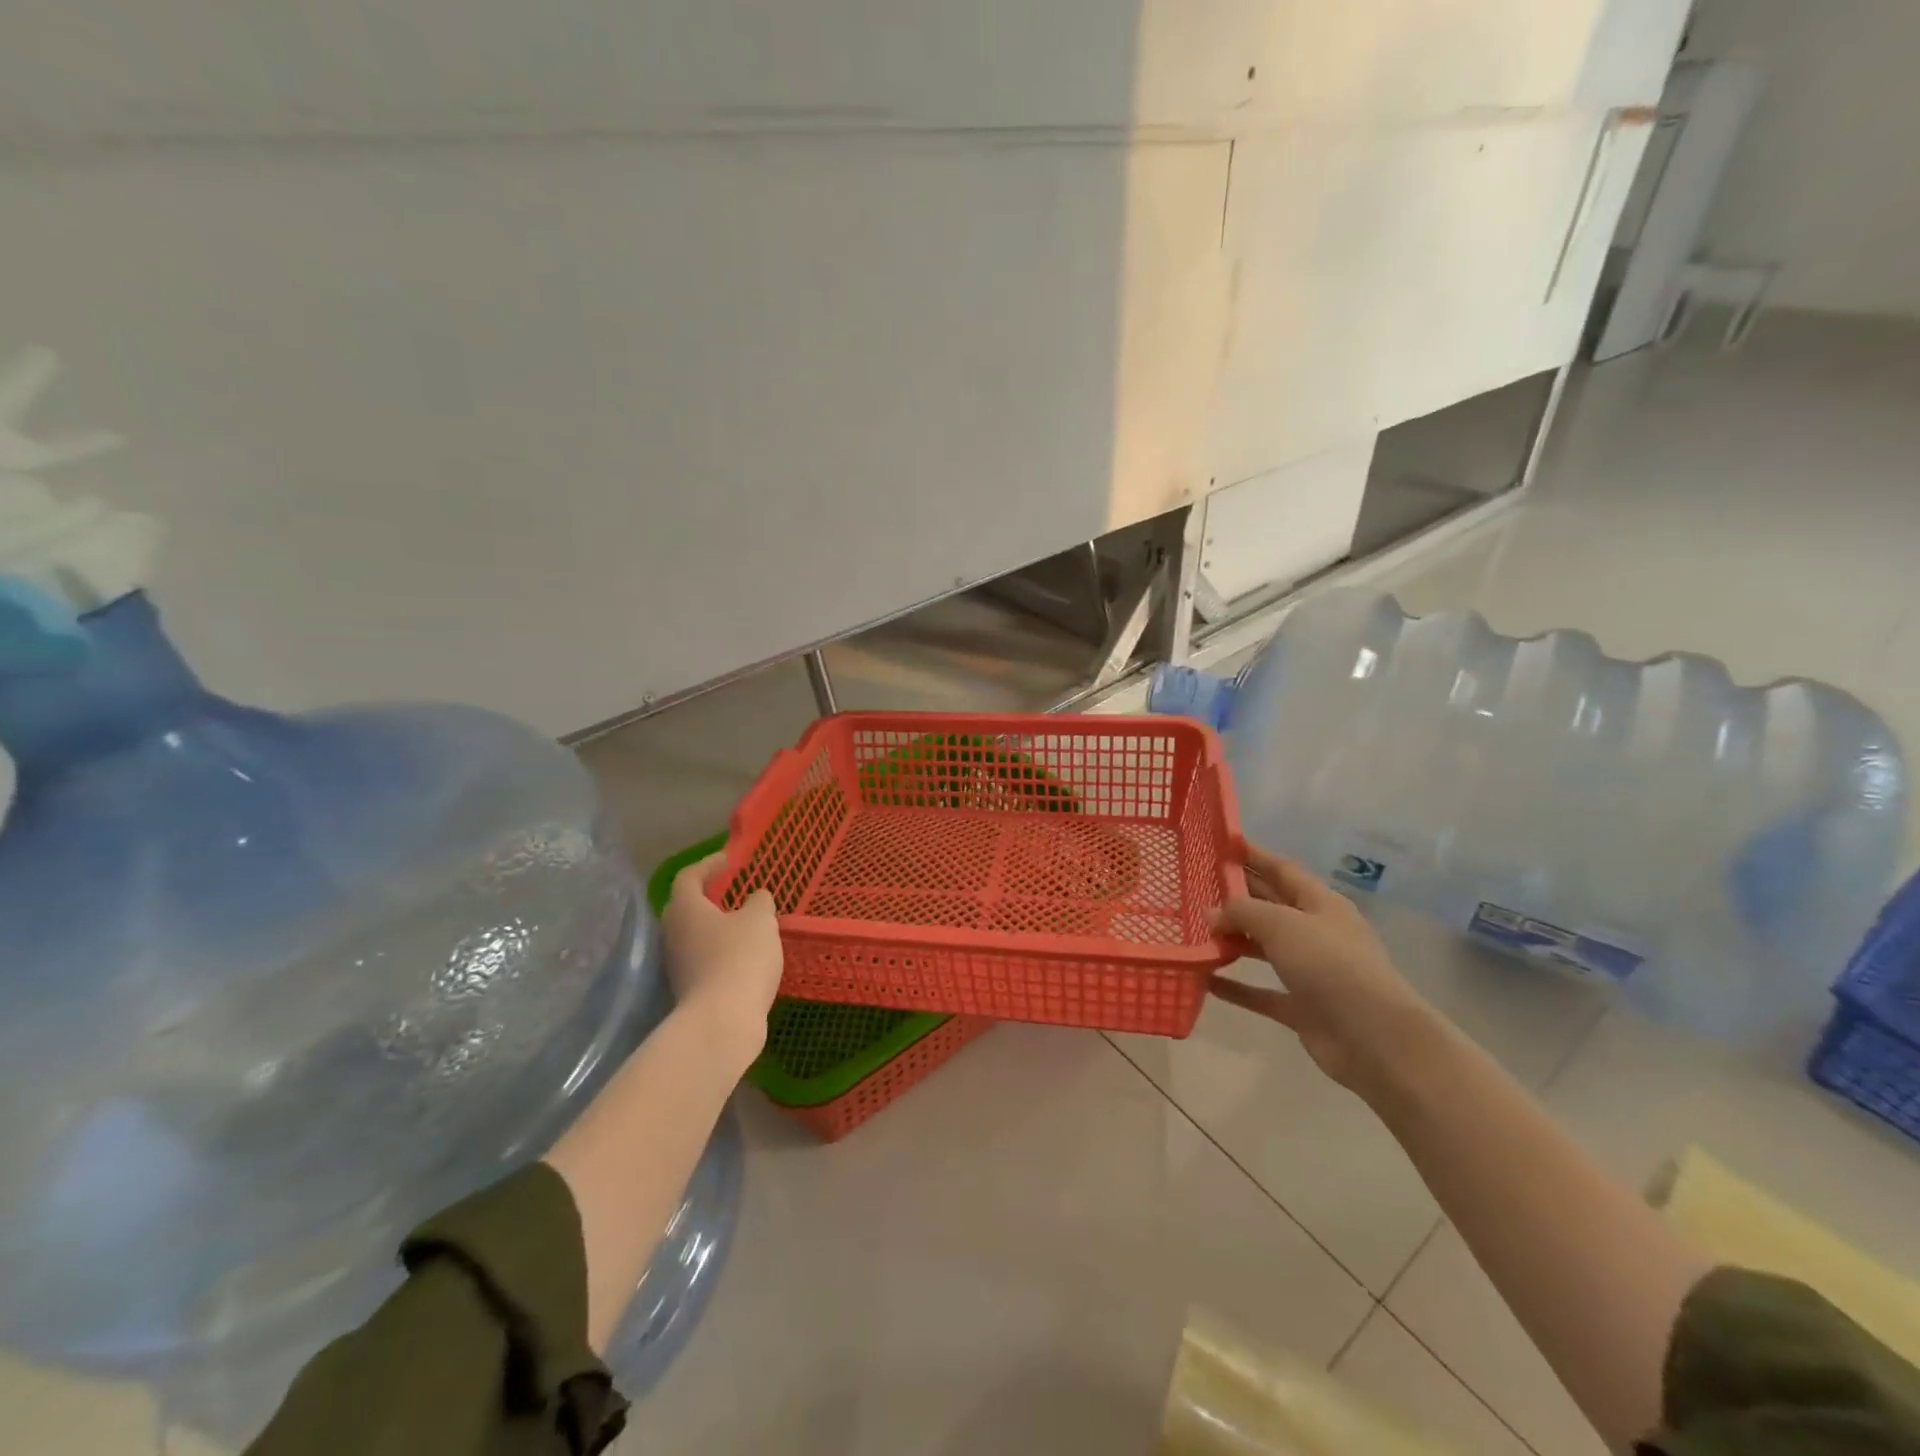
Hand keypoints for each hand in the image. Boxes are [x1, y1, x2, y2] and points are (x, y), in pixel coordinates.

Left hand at [661, 854, 782, 1069]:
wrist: (723, 1021)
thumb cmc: (740, 958)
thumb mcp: (760, 921)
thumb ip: (759, 903)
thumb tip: (756, 897)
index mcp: (686, 909)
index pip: (689, 876)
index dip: (709, 864)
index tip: (729, 860)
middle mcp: (673, 933)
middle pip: (685, 907)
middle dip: (708, 897)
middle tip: (732, 891)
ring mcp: (677, 964)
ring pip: (694, 935)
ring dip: (715, 926)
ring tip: (744, 924)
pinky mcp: (688, 989)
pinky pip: (703, 959)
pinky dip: (720, 951)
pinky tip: (744, 956)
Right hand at [1209, 843, 1437, 1098]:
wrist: (1374, 1038)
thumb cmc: (1330, 964)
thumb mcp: (1282, 924)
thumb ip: (1242, 911)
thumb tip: (1211, 913)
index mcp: (1321, 903)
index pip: (1282, 870)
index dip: (1253, 855)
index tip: (1221, 844)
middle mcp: (1316, 932)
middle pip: (1271, 906)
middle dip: (1237, 895)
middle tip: (1194, 886)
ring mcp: (1309, 971)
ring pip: (1263, 948)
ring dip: (1232, 940)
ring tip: (1193, 931)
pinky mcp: (1301, 1007)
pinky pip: (1260, 991)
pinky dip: (1235, 986)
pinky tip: (1205, 980)